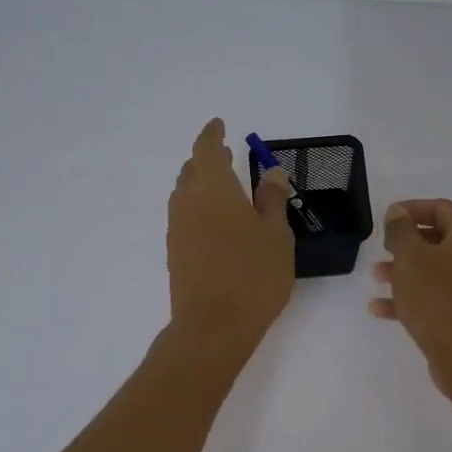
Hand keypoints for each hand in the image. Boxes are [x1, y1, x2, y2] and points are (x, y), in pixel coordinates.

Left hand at [167, 118, 294, 352]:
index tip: (219, 125)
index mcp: (214, 188)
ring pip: (185, 194)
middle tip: (228, 158)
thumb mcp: (276, 235)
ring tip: (225, 192)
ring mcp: (177, 229)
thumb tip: (270, 172)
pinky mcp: (175, 253)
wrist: (213, 326)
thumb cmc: (254, 275)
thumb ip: (272, 200)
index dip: (212, 135)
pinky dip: (199, 210)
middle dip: (207, 160)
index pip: (207, 149)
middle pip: (192, 170)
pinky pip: (185, 218)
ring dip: (202, 185)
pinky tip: (218, 225)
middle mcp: (188, 202)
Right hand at [369, 198, 451, 391]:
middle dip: (406, 243)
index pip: (441, 208)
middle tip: (382, 248)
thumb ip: (401, 230)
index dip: (411, 208)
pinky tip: (380, 309)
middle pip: (439, 239)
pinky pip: (437, 297)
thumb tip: (398, 212)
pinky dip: (412, 298)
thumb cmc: (437, 298)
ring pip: (436, 270)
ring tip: (376, 277)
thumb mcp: (411, 257)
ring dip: (405, 271)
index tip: (386, 218)